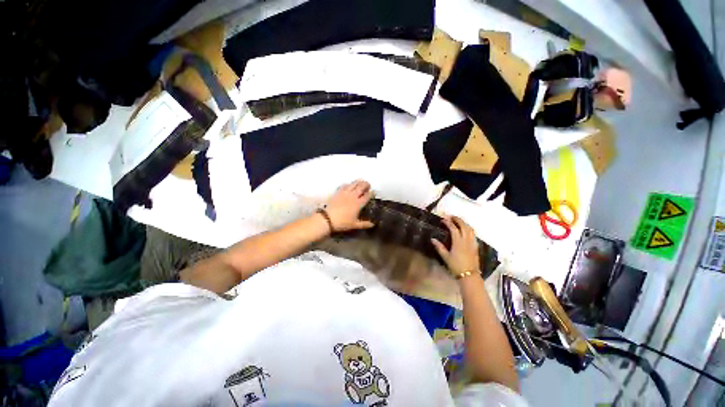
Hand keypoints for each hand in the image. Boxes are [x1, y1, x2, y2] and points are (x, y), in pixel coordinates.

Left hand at [324, 180, 374, 231]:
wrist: (328, 218)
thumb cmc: (343, 222)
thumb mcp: (355, 225)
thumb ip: (364, 224)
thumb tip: (373, 224)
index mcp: (358, 204)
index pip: (367, 196)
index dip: (371, 193)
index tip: (372, 192)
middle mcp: (353, 196)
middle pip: (361, 187)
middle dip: (366, 185)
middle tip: (368, 185)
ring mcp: (345, 193)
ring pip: (353, 184)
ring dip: (358, 182)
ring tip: (360, 182)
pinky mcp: (338, 192)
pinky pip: (344, 185)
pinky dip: (348, 184)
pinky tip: (349, 185)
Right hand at [431, 216, 479, 277]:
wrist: (469, 276)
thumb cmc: (456, 266)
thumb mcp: (446, 257)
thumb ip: (439, 247)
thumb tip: (432, 239)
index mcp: (458, 242)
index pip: (454, 228)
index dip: (448, 222)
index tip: (443, 219)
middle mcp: (466, 240)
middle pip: (464, 226)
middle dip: (458, 219)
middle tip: (451, 217)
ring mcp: (472, 243)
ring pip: (470, 229)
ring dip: (464, 223)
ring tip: (458, 221)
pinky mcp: (475, 246)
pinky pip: (473, 234)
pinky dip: (468, 229)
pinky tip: (465, 231)